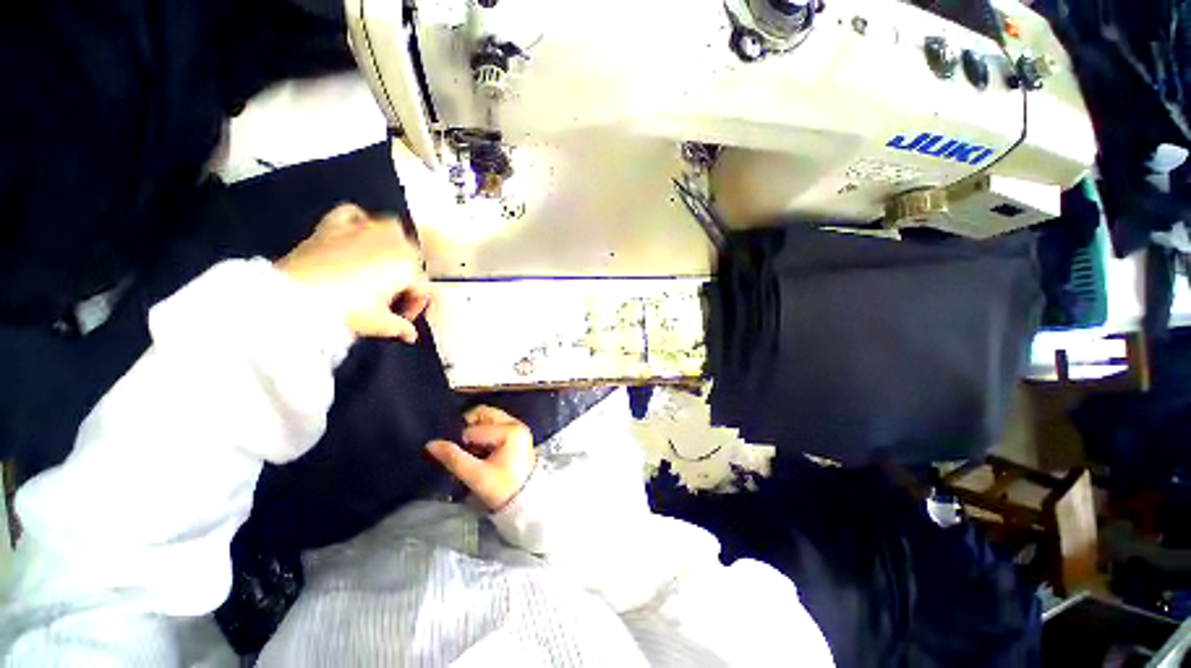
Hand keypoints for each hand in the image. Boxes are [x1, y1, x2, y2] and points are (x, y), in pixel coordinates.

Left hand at [276, 203, 429, 342]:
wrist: (294, 298)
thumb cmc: (343, 310)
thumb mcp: (380, 324)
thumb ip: (400, 327)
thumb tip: (409, 333)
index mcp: (407, 265)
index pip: (422, 284)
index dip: (415, 302)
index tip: (404, 316)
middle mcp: (390, 242)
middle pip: (411, 256)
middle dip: (406, 274)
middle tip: (392, 295)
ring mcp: (363, 230)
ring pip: (391, 229)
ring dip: (391, 246)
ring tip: (379, 265)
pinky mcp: (334, 226)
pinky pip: (354, 213)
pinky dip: (359, 221)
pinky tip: (356, 234)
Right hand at [427, 406, 537, 510]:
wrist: (525, 501)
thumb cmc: (502, 488)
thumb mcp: (476, 476)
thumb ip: (453, 458)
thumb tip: (431, 444)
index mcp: (510, 430)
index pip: (473, 429)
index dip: (461, 443)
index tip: (460, 458)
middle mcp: (515, 423)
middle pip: (482, 414)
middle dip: (468, 428)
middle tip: (461, 449)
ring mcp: (516, 426)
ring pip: (487, 418)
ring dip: (475, 431)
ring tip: (471, 451)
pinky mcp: (515, 432)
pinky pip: (493, 424)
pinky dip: (483, 433)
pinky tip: (480, 451)